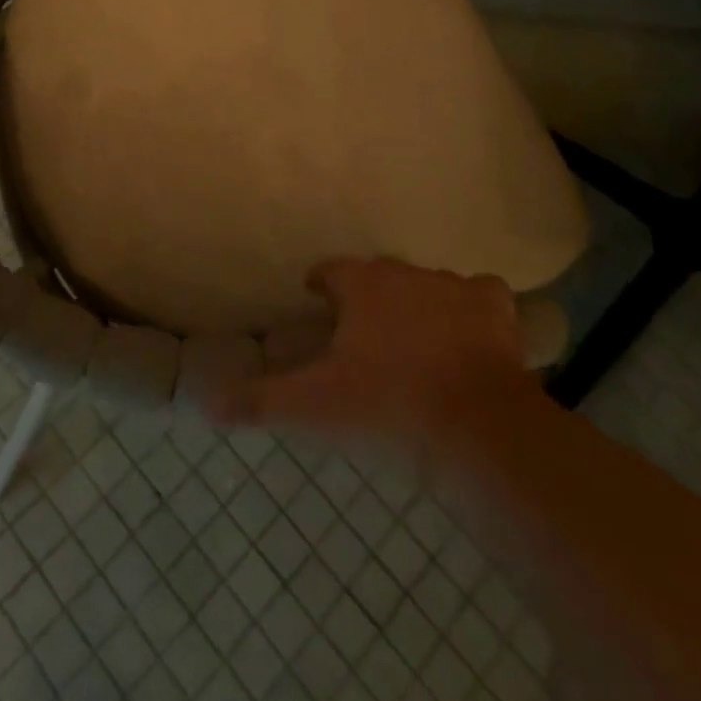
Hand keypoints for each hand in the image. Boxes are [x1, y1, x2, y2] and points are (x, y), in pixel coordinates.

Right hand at [211, 259, 539, 446]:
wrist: (478, 430)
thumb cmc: (388, 407)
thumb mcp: (314, 407)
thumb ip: (259, 400)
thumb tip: (204, 404)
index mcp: (361, 284)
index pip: (331, 270)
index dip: (322, 284)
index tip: (318, 301)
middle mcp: (405, 273)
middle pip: (378, 275)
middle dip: (368, 295)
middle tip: (362, 332)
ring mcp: (454, 287)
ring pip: (427, 283)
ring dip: (417, 302)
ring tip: (412, 339)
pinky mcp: (496, 311)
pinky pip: (481, 294)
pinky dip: (473, 309)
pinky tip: (470, 333)